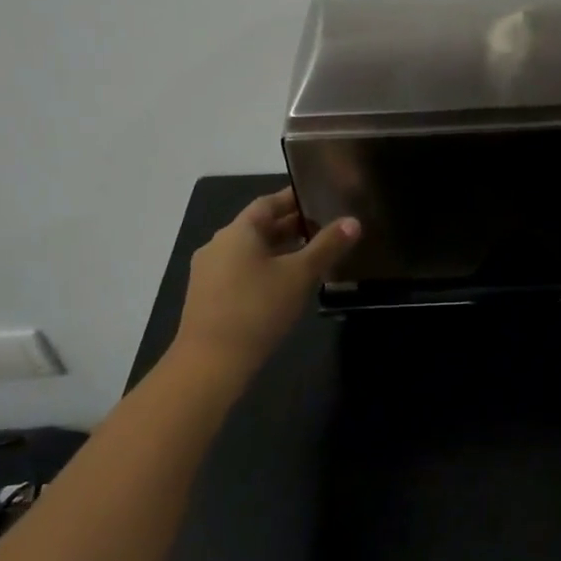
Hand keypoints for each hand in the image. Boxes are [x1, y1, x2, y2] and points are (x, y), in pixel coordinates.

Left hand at [174, 187, 359, 372]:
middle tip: (323, 228)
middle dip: (289, 226)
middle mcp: (218, 245)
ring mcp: (208, 272)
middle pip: (258, 227)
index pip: (268, 203)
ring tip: (310, 256)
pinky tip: (284, 285)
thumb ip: (327, 246)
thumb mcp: (300, 275)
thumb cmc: (258, 308)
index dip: (293, 199)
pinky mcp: (207, 296)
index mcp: (238, 231)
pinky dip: (264, 269)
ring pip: (249, 251)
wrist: (211, 362)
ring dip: (278, 250)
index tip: (318, 198)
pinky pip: (240, 271)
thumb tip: (353, 221)